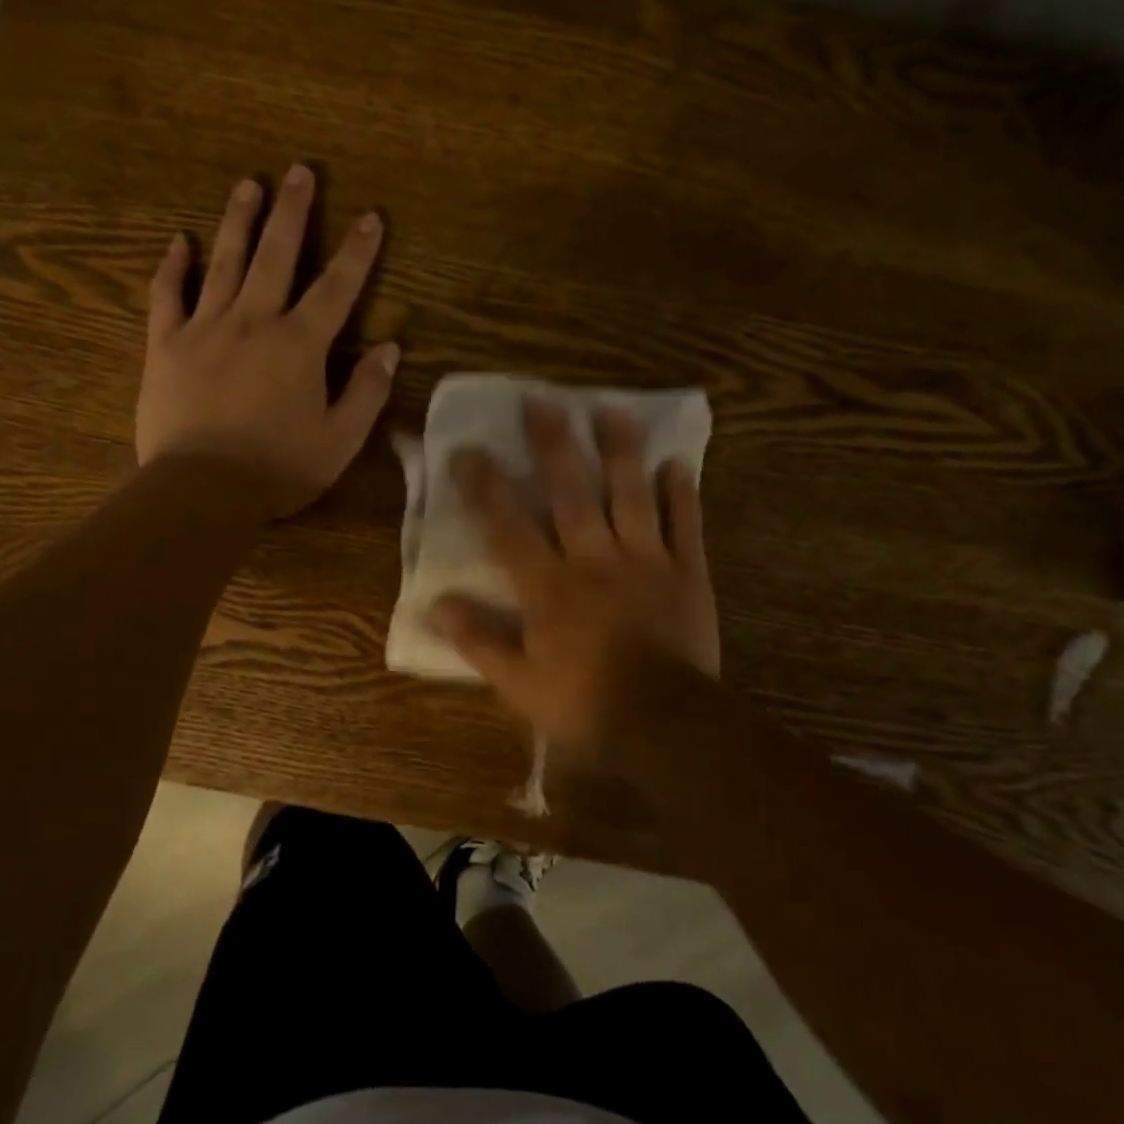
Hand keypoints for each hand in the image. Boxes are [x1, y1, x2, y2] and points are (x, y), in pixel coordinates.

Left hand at [136, 164, 399, 515]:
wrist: (202, 489)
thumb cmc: (278, 469)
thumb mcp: (339, 440)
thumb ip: (366, 392)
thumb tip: (390, 348)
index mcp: (299, 345)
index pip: (336, 288)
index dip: (358, 252)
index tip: (371, 217)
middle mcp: (254, 321)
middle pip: (276, 255)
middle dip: (292, 212)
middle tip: (300, 170)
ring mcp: (205, 328)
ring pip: (224, 262)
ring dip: (238, 220)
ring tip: (248, 183)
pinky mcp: (165, 345)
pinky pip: (167, 295)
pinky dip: (173, 266)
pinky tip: (179, 240)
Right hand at [431, 399, 719, 747]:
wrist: (665, 722)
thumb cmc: (584, 703)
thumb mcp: (518, 683)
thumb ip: (478, 641)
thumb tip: (437, 605)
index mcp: (549, 586)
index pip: (509, 527)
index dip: (486, 488)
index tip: (468, 451)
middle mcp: (594, 559)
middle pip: (571, 493)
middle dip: (553, 447)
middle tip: (542, 402)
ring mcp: (645, 561)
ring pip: (630, 496)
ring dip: (620, 452)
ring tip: (612, 411)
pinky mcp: (687, 573)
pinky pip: (685, 526)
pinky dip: (682, 495)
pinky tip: (677, 464)